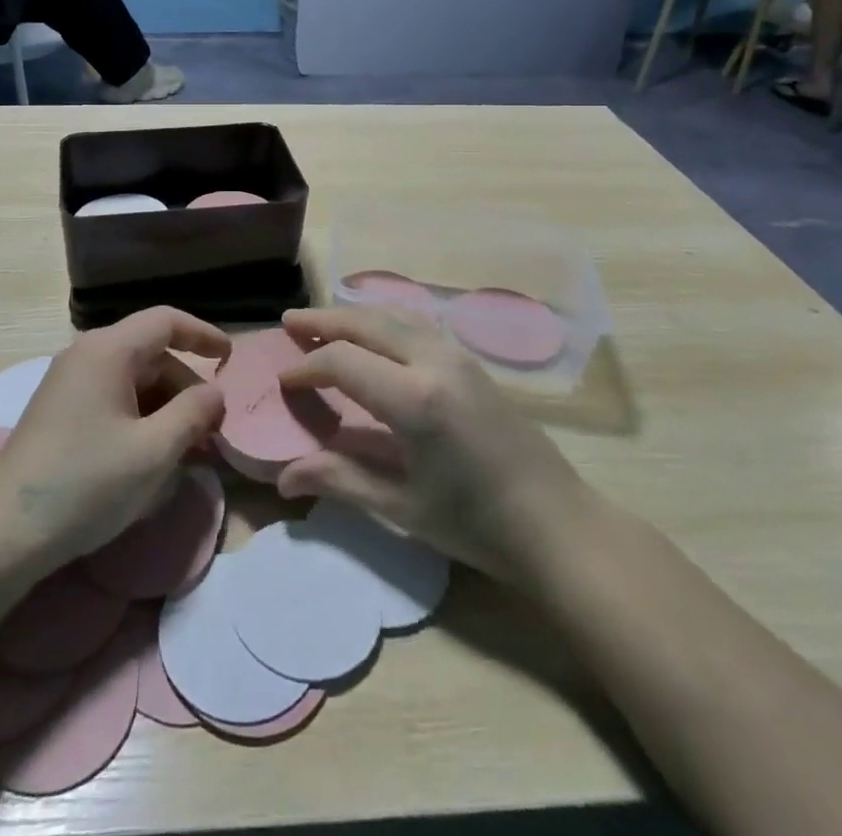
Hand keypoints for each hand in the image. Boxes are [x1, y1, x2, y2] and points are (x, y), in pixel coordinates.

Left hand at [0, 308, 227, 575]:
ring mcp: (68, 383)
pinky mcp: (59, 412)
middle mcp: (86, 355)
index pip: (166, 321)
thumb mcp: (154, 451)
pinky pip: (112, 399)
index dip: (203, 334)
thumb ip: (194, 414)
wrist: (3, 532)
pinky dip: (141, 418)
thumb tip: (215, 394)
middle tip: (213, 429)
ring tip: (189, 449)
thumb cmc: (86, 483)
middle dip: (187, 387)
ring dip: (166, 407)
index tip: (232, 358)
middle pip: (151, 353)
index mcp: (108, 350)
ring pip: (133, 380)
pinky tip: (153, 456)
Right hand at [277, 306, 588, 584]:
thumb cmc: (477, 525)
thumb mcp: (402, 508)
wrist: (558, 526)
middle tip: (289, 323)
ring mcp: (458, 356)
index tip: (284, 381)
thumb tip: (283, 479)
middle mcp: (434, 362)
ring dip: (355, 316)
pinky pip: (417, 325)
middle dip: (323, 321)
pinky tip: (375, 336)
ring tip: (324, 323)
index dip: (307, 367)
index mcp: (414, 398)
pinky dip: (384, 322)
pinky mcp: (472, 362)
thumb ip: (340, 480)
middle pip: (367, 322)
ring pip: (394, 316)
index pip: (342, 361)